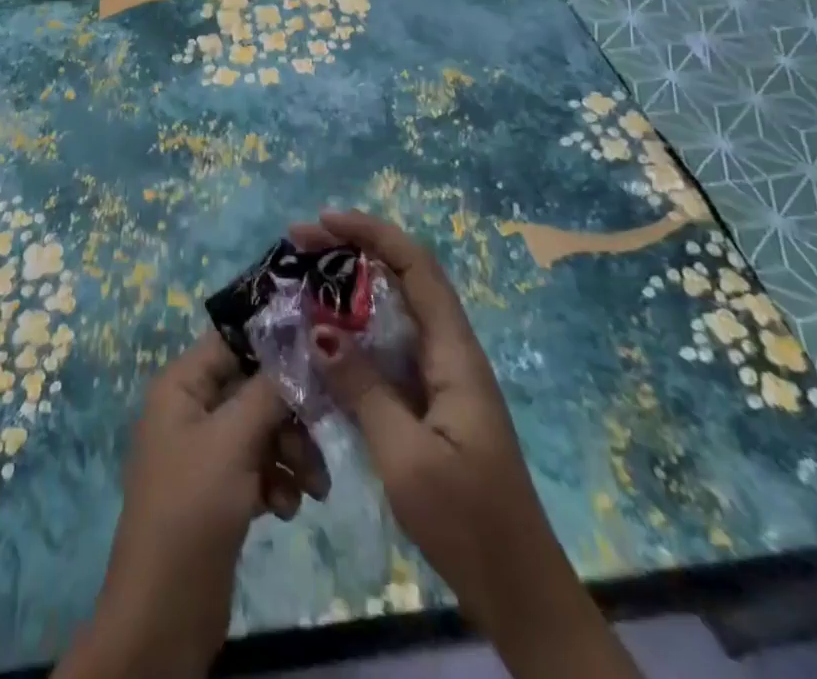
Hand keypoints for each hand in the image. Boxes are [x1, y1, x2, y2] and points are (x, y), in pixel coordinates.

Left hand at [56, 332, 329, 678]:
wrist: (165, 611)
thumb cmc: (193, 508)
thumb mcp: (233, 441)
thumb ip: (268, 391)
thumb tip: (298, 345)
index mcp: (181, 384)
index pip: (231, 342)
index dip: (272, 344)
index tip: (318, 354)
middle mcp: (191, 408)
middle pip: (252, 387)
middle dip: (290, 414)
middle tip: (320, 439)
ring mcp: (205, 451)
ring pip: (261, 429)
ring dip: (292, 452)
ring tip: (313, 489)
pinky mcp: (219, 490)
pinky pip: (258, 466)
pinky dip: (278, 481)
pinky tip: (287, 508)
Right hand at [292, 209, 641, 678]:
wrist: (518, 594)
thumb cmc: (468, 522)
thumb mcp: (407, 456)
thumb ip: (363, 387)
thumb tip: (319, 327)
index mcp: (455, 354)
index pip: (417, 268)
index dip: (372, 234)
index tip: (323, 222)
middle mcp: (448, 353)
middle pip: (401, 280)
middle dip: (351, 252)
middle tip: (298, 245)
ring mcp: (437, 379)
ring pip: (390, 314)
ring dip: (347, 291)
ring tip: (300, 281)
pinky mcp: (425, 404)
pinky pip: (384, 351)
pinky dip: (350, 335)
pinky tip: (318, 342)